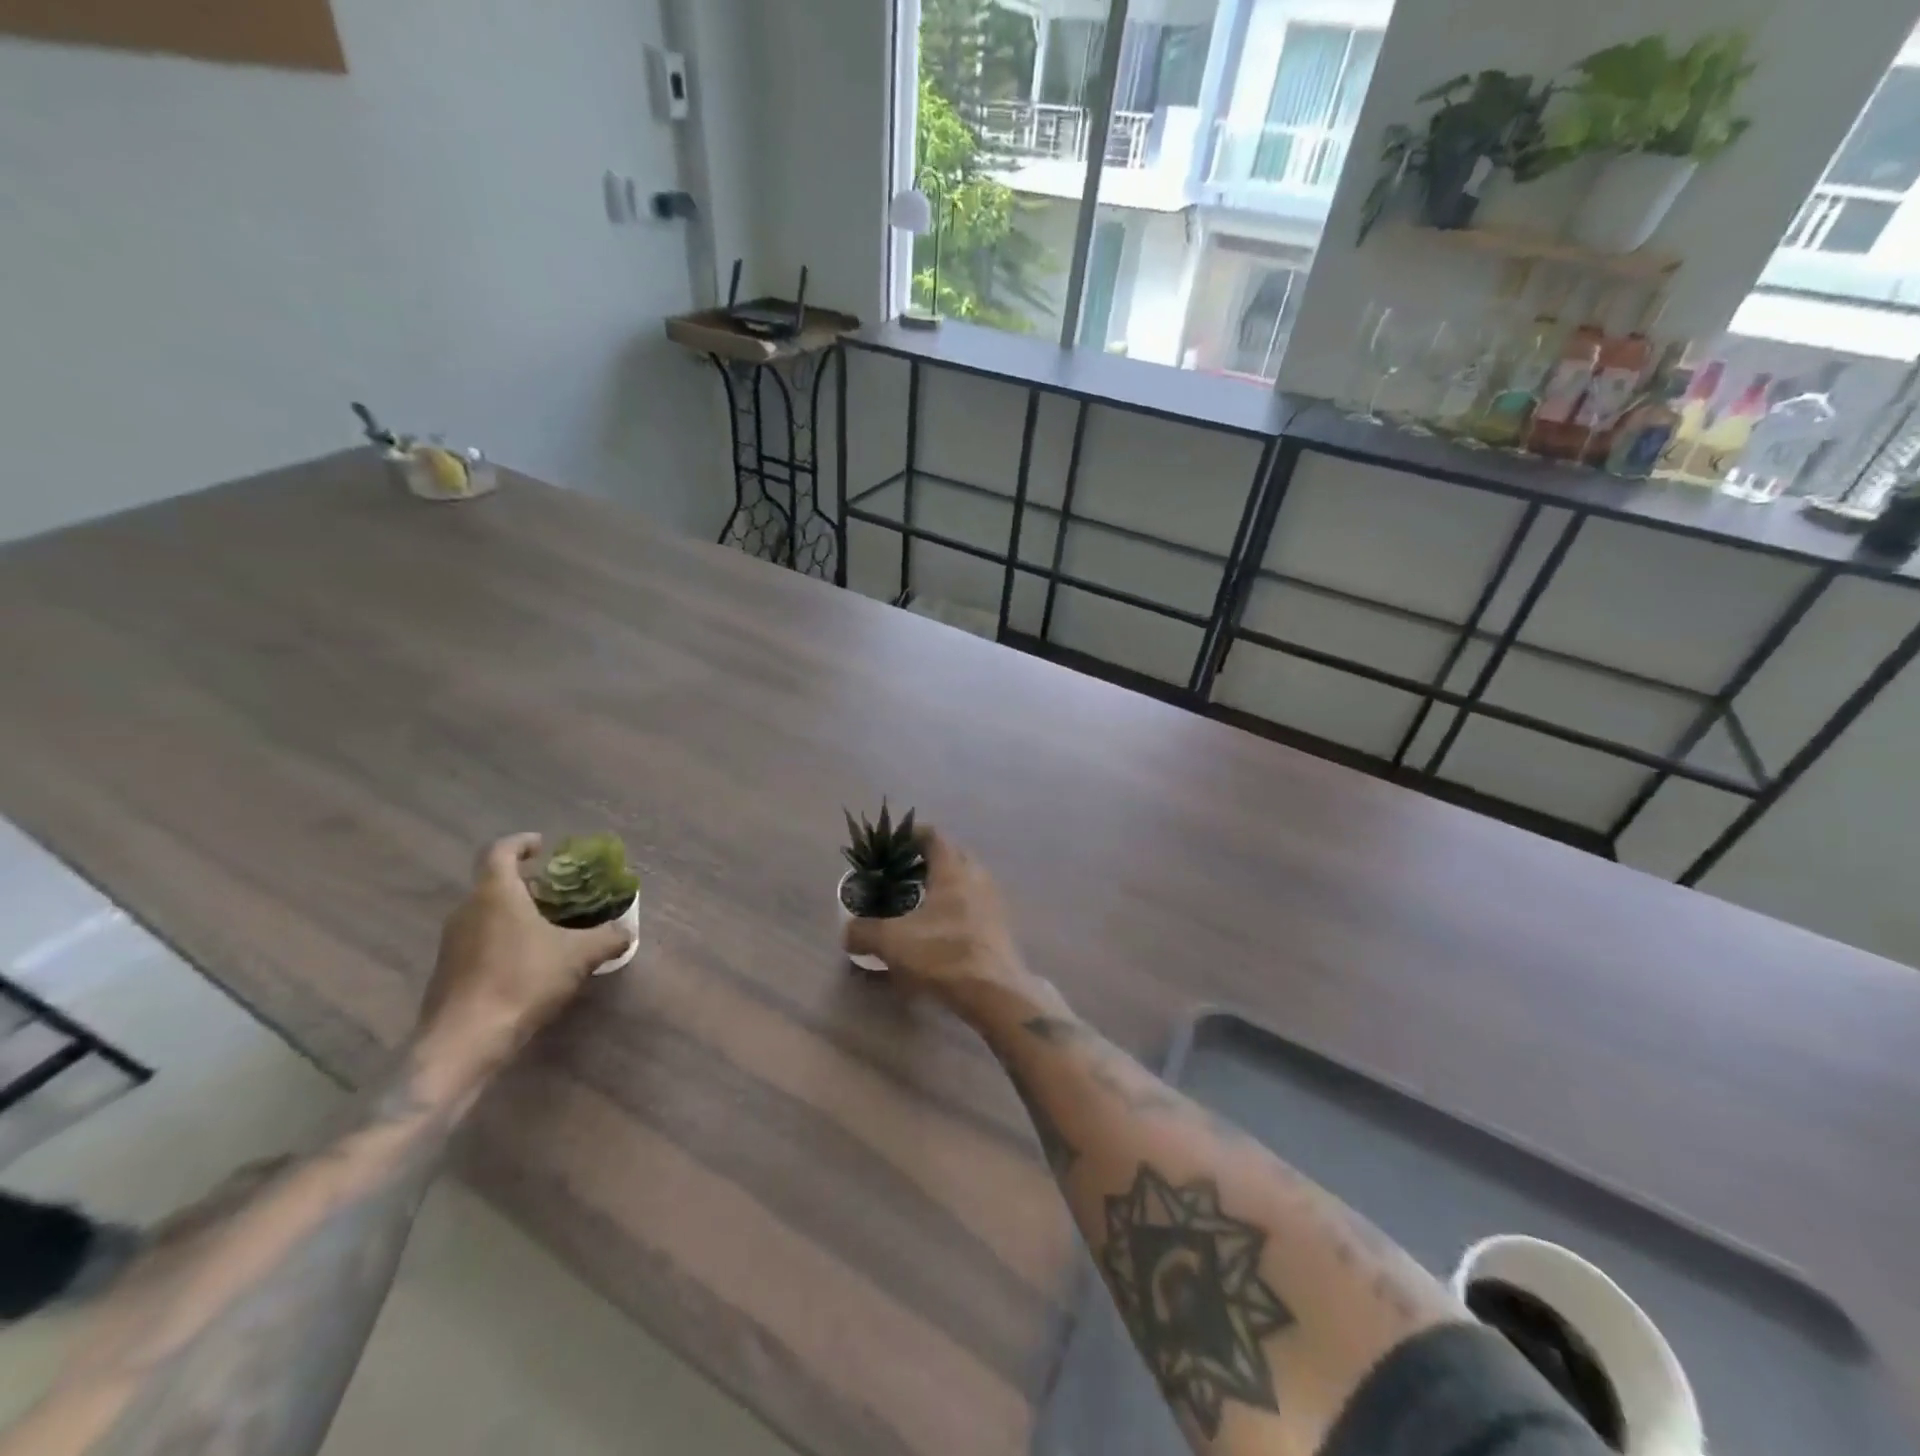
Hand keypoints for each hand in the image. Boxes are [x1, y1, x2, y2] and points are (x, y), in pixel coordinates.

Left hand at [417, 834, 633, 1070]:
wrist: (465, 1041)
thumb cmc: (522, 981)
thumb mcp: (578, 956)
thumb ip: (607, 938)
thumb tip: (627, 931)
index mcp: (495, 894)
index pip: (500, 851)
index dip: (521, 843)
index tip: (542, 846)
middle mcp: (467, 910)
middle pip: (494, 883)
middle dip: (526, 883)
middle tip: (558, 891)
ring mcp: (453, 942)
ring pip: (486, 913)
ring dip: (514, 912)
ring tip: (549, 926)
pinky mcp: (449, 971)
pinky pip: (480, 940)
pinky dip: (504, 939)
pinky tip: (529, 961)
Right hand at [842, 827, 1039, 1017]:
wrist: (994, 992)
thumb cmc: (943, 954)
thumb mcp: (892, 942)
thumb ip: (864, 932)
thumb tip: (847, 933)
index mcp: (953, 870)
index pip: (934, 836)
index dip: (913, 833)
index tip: (895, 841)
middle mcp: (977, 877)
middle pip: (953, 854)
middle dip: (930, 858)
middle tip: (905, 871)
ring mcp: (993, 901)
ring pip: (967, 880)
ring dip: (945, 883)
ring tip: (921, 899)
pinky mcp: (1000, 926)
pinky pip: (975, 903)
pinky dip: (957, 906)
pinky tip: (940, 927)